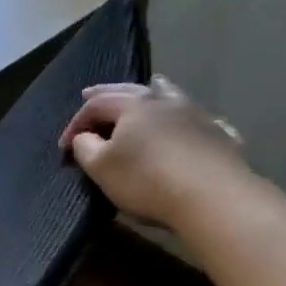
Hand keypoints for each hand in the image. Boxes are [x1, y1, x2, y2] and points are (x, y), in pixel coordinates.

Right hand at [58, 75, 250, 227]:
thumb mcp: (101, 167)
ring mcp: (197, 116)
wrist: (215, 199)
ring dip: (154, 90)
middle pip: (131, 90)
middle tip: (87, 93)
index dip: (75, 122)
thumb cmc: (147, 180)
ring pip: (170, 95)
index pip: (96, 104)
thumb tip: (85, 137)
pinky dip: (187, 117)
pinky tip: (191, 121)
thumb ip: (85, 147)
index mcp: (133, 106)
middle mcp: (165, 102)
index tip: (64, 147)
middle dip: (106, 93)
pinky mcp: (220, 136)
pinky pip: (199, 119)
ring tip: (150, 85)